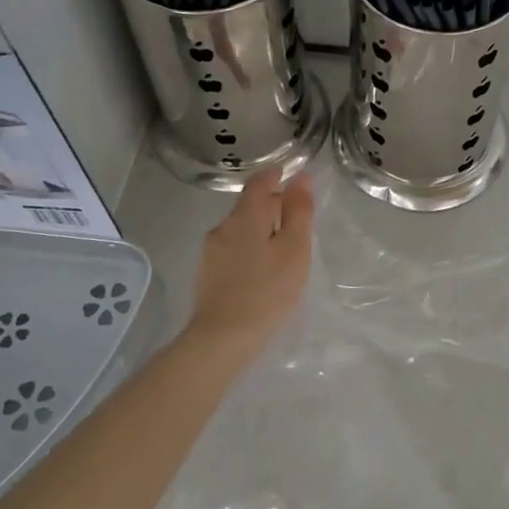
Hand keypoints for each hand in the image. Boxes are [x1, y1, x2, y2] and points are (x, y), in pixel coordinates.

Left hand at [185, 170, 315, 361]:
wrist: (223, 337)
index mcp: (245, 217)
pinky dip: (249, 246)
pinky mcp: (207, 273)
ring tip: (280, 241)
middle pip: (247, 206)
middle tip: (293, 211)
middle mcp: (223, 227)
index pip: (258, 183)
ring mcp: (211, 252)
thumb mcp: (294, 249)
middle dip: (269, 203)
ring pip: (239, 228)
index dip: (273, 175)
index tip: (287, 172)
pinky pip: (232, 248)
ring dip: (258, 226)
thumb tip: (301, 177)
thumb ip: (299, 211)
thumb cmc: (268, 290)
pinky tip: (260, 265)